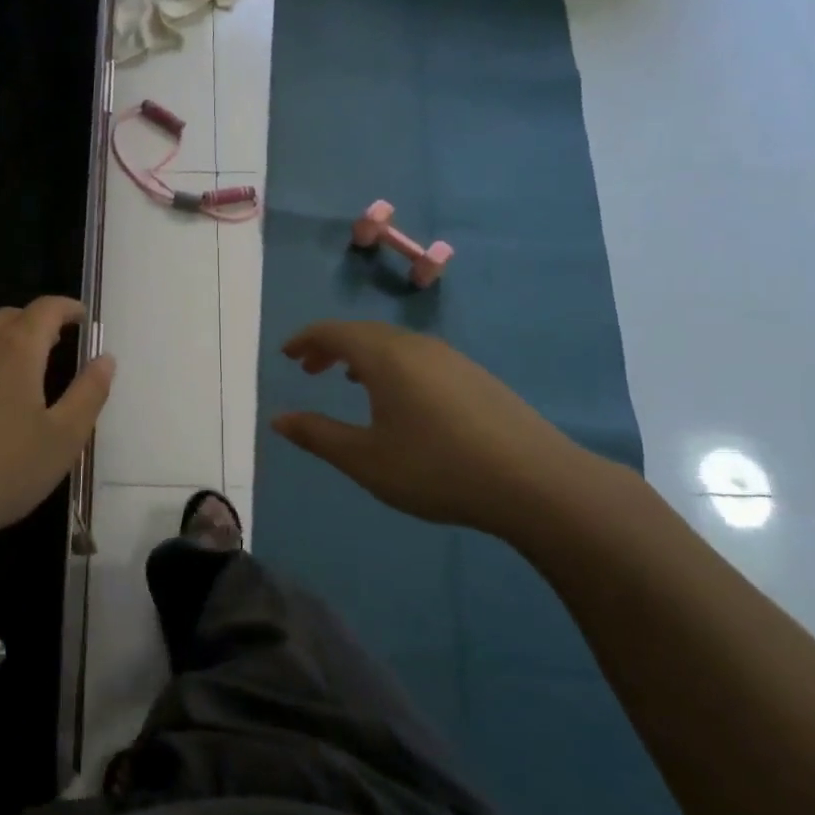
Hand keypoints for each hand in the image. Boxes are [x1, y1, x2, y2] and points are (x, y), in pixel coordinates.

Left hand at [0, 297, 114, 555]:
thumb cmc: (2, 471)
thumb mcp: (63, 439)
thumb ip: (89, 393)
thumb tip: (105, 359)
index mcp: (15, 350)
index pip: (46, 309)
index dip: (67, 308)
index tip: (81, 318)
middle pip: (7, 318)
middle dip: (32, 324)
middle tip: (51, 346)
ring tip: (11, 380)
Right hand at [272, 320, 615, 543]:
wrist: (535, 482)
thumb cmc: (436, 468)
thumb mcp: (365, 459)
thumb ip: (318, 435)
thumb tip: (278, 419)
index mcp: (384, 357)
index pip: (333, 332)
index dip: (305, 339)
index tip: (286, 354)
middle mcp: (416, 346)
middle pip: (363, 333)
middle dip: (331, 347)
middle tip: (309, 369)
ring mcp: (451, 359)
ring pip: (394, 344)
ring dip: (363, 356)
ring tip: (349, 380)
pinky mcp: (475, 377)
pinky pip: (419, 357)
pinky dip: (392, 366)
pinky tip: (400, 398)